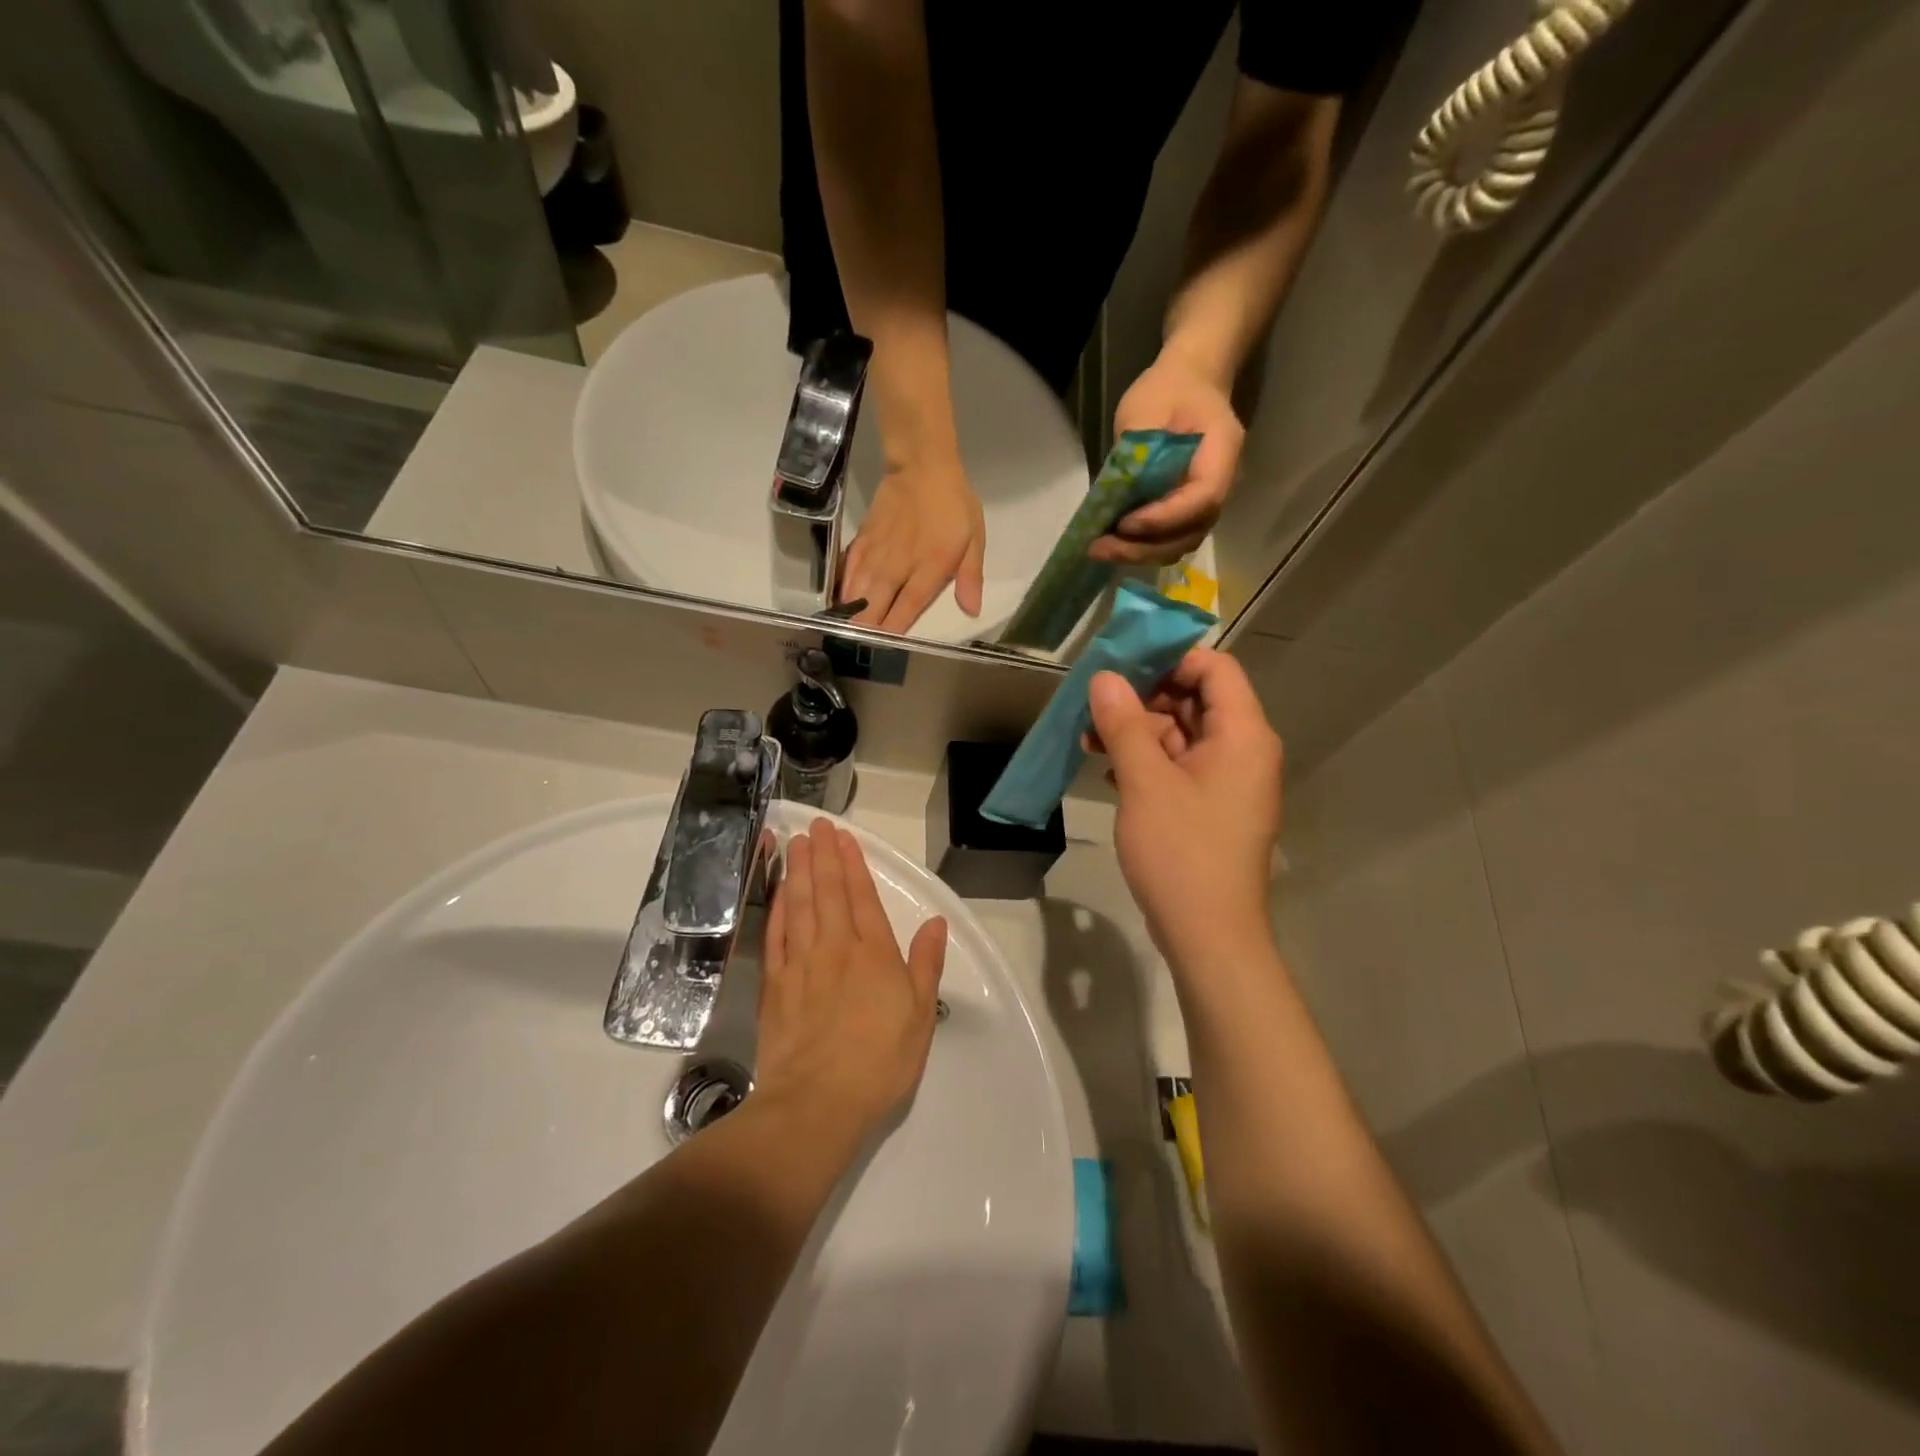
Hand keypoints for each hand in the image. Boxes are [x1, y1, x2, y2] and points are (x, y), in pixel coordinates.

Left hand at [755, 820, 947, 1140]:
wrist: (817, 1103)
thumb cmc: (880, 1062)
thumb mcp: (920, 1016)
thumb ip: (926, 964)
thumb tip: (935, 923)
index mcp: (874, 954)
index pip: (862, 896)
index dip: (852, 863)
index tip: (843, 837)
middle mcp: (836, 948)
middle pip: (827, 892)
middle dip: (822, 856)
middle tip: (815, 826)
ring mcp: (800, 964)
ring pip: (799, 905)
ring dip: (797, 872)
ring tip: (794, 843)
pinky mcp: (774, 985)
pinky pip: (775, 936)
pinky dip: (776, 909)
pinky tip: (777, 892)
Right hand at [840, 457, 985, 632]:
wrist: (922, 466)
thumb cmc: (954, 505)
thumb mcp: (974, 539)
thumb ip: (970, 577)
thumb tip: (971, 611)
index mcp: (930, 566)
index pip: (909, 605)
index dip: (894, 627)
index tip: (883, 646)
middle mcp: (900, 564)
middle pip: (877, 602)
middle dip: (866, 626)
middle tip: (856, 646)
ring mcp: (878, 552)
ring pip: (859, 587)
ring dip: (851, 611)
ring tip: (842, 632)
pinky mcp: (864, 539)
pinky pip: (849, 567)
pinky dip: (843, 585)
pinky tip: (839, 601)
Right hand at [1086, 649, 1282, 964]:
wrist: (1208, 935)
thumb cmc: (1182, 851)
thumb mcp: (1145, 782)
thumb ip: (1124, 723)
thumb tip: (1103, 677)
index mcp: (1243, 735)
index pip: (1214, 668)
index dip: (1169, 658)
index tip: (1120, 662)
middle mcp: (1243, 751)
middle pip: (1196, 699)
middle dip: (1143, 697)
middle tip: (1094, 702)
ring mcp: (1228, 782)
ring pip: (1182, 735)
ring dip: (1137, 732)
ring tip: (1087, 739)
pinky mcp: (1211, 808)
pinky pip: (1180, 767)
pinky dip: (1147, 762)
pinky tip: (1108, 771)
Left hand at [1092, 351, 1245, 565]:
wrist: (1190, 382)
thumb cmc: (1168, 390)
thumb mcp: (1145, 409)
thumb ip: (1134, 453)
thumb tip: (1111, 496)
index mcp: (1222, 452)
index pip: (1203, 498)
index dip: (1164, 518)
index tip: (1124, 522)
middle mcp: (1223, 485)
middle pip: (1191, 532)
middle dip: (1144, 547)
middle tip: (1101, 547)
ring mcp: (1205, 502)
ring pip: (1180, 543)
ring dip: (1140, 553)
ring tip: (1100, 549)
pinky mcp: (1187, 511)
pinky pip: (1170, 539)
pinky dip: (1142, 547)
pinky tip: (1111, 544)